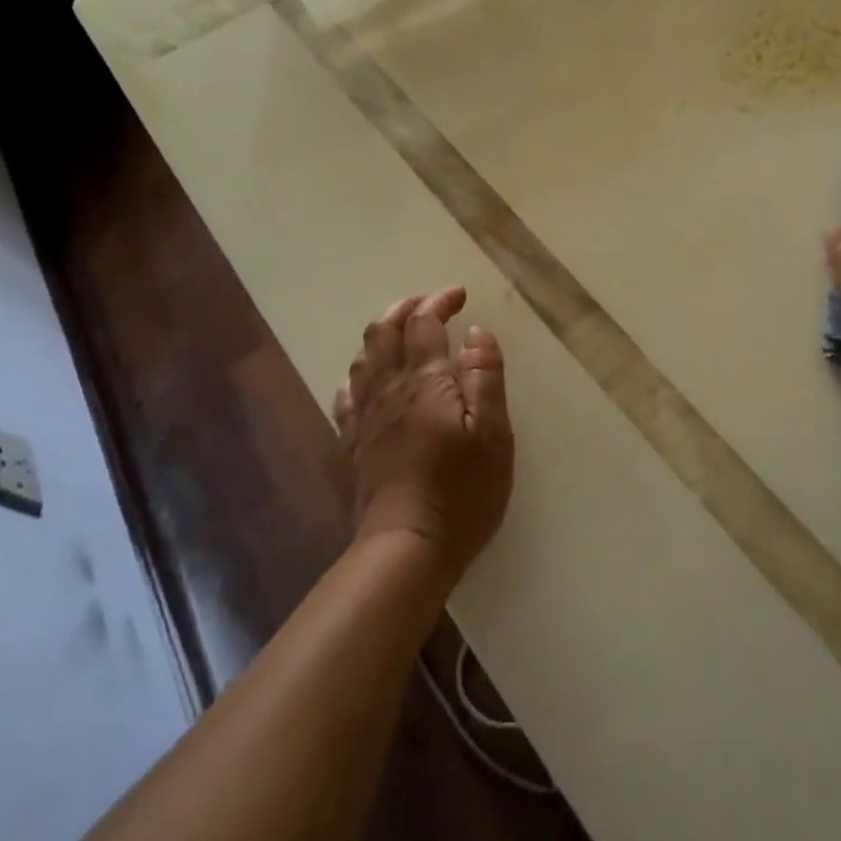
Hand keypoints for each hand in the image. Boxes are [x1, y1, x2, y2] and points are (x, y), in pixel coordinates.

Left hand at [332, 286, 512, 580]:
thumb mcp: (493, 433)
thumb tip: (477, 332)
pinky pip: (347, 395)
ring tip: (402, 333)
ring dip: (381, 334)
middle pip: (383, 331)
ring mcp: (367, 416)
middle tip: (430, 305)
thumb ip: (485, 377)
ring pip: (363, 358)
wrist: (408, 546)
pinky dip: (360, 374)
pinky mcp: (355, 443)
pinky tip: (369, 380)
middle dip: (405, 308)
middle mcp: (389, 389)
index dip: (439, 301)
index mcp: (426, 381)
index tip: (460, 295)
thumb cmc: (462, 490)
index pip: (424, 323)